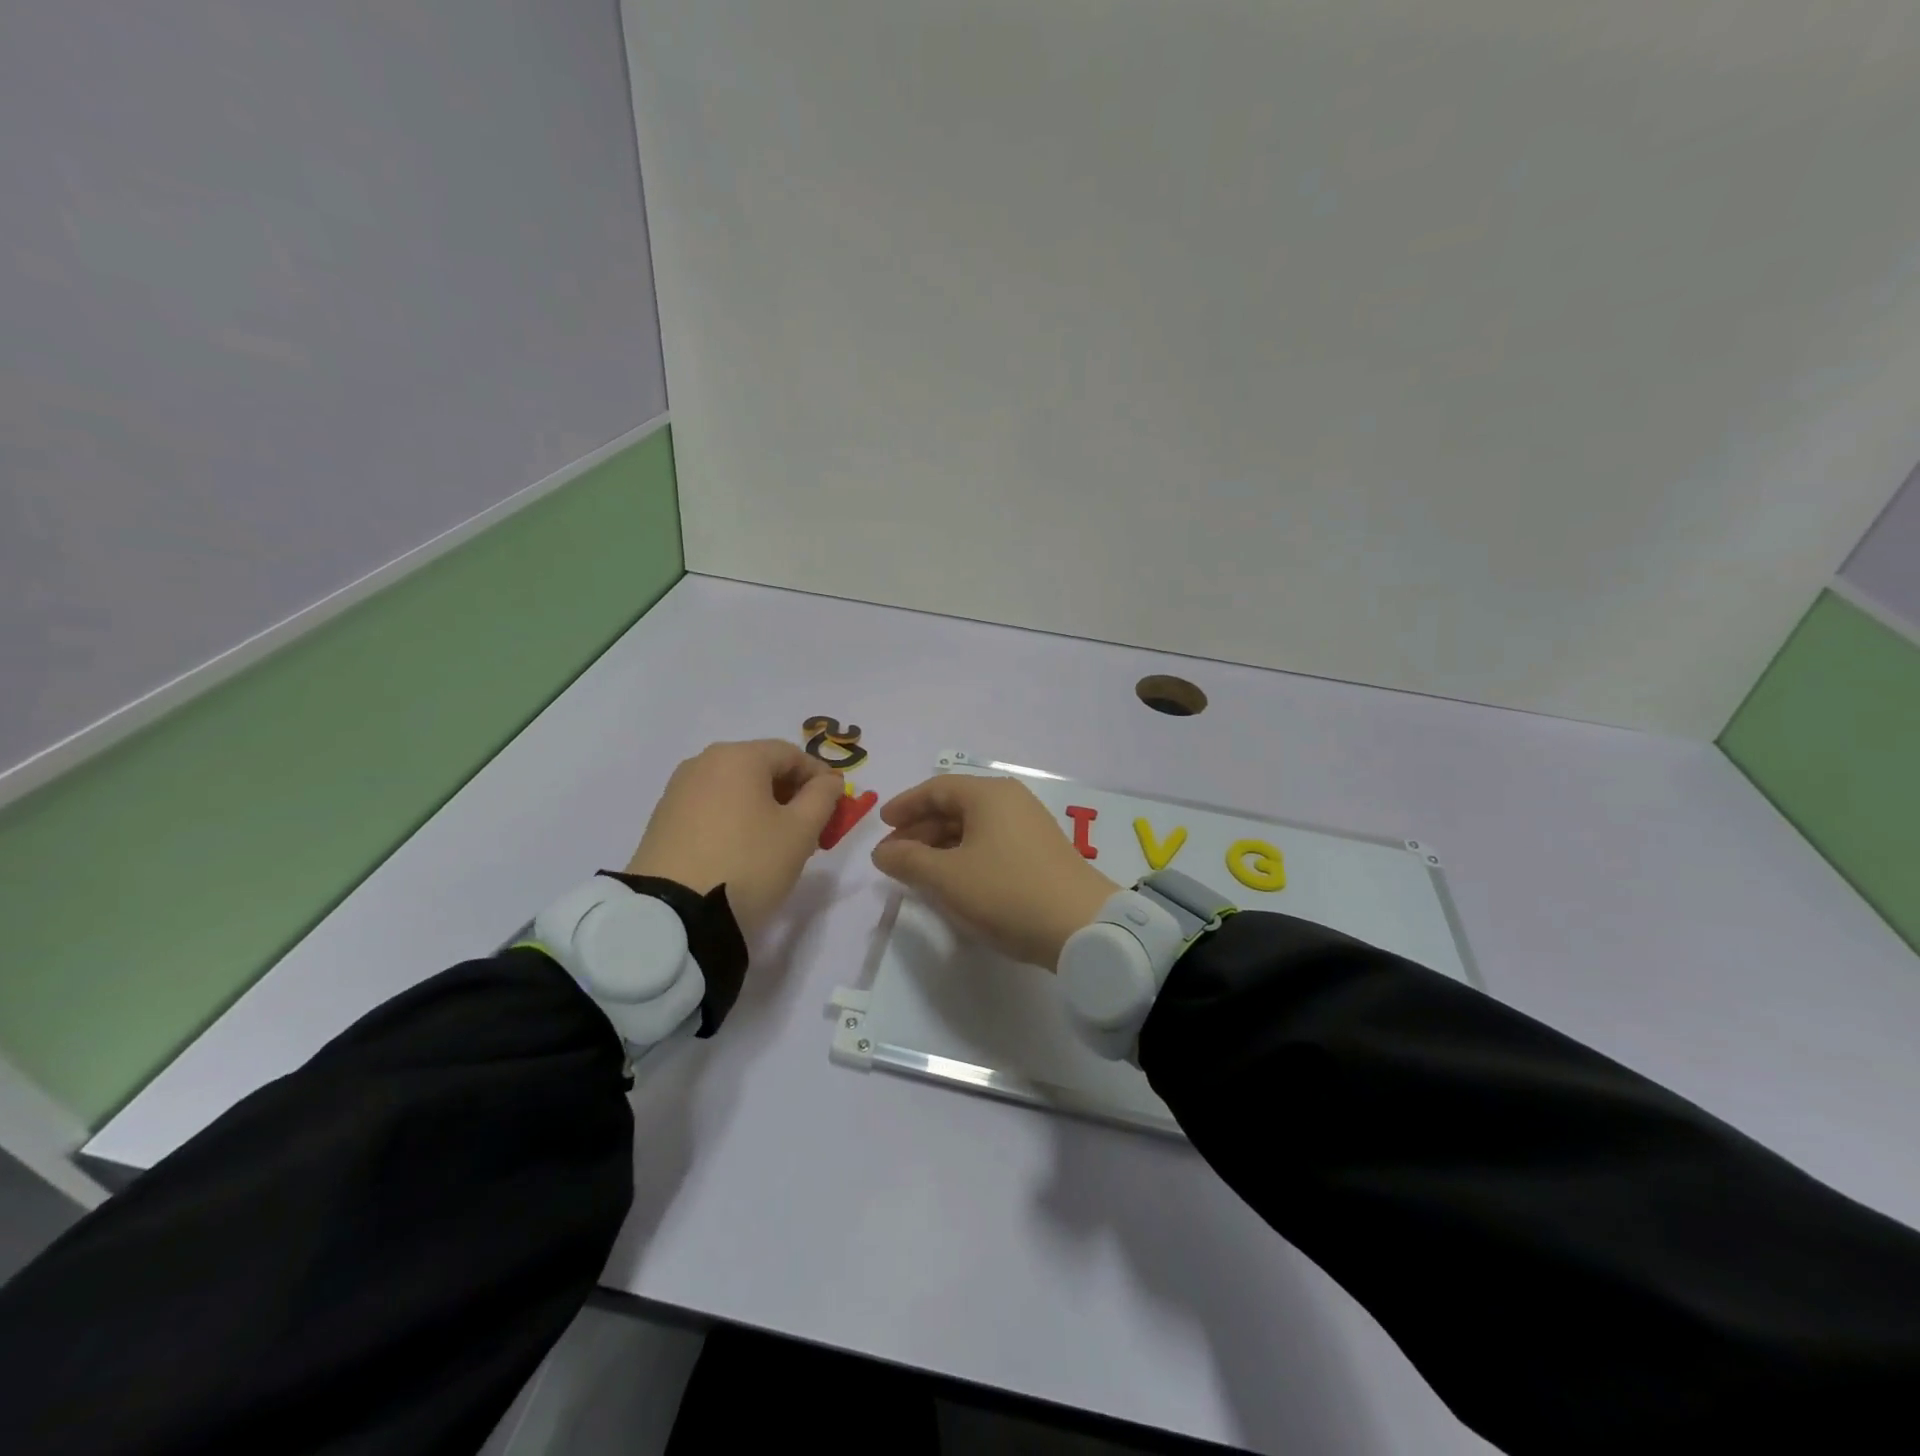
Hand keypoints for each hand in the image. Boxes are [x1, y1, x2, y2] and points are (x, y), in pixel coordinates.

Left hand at [625, 740, 842, 937]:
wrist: (674, 914)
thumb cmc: (748, 863)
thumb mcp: (800, 832)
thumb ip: (822, 798)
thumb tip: (829, 781)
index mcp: (738, 756)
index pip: (791, 754)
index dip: (820, 777)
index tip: (837, 805)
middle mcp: (704, 762)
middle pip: (761, 767)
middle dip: (792, 793)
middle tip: (812, 827)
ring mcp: (678, 790)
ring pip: (736, 788)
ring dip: (765, 807)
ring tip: (780, 842)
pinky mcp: (663, 819)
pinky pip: (713, 807)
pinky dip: (736, 818)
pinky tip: (745, 849)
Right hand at [871, 774, 1116, 969]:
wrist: (1082, 926)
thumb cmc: (1006, 892)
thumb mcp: (947, 878)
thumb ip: (908, 861)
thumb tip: (883, 852)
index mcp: (988, 794)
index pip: (936, 788)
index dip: (905, 805)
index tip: (882, 825)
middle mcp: (1011, 800)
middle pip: (955, 806)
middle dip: (920, 829)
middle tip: (894, 855)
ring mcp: (1030, 825)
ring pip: (974, 826)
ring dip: (941, 845)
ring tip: (918, 871)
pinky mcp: (1041, 851)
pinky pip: (992, 842)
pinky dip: (966, 855)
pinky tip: (955, 879)